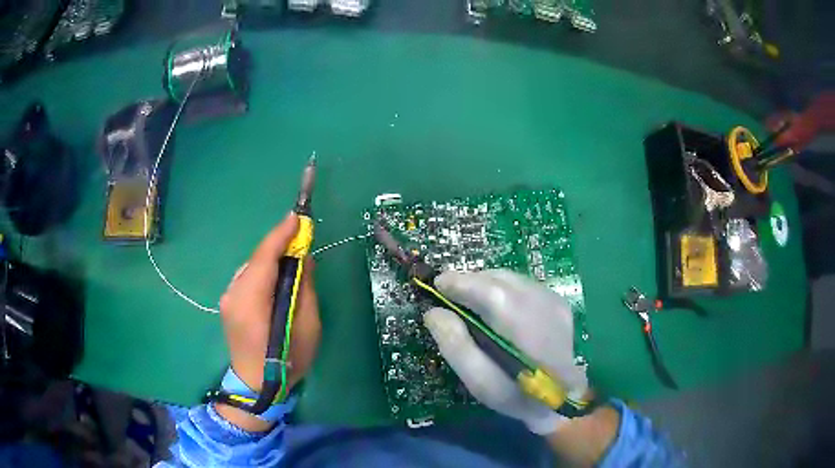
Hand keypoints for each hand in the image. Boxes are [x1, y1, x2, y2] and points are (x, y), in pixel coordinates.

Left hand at [216, 214, 320, 429]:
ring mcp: (228, 297)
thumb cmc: (287, 360)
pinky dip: (263, 271)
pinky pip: (248, 277)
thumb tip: (303, 258)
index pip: (265, 256)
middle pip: (257, 258)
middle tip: (302, 238)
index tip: (299, 216)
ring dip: (272, 258)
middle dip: (279, 245)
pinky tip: (276, 279)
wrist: (256, 386)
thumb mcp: (307, 326)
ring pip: (252, 266)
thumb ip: (303, 287)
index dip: (281, 234)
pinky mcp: (228, 302)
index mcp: (252, 300)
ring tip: (292, 259)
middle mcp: (234, 293)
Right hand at [423, 269, 587, 434]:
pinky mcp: (558, 301)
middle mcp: (542, 304)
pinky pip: (522, 284)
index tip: (437, 284)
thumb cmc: (517, 395)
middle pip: (498, 279)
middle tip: (450, 296)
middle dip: (470, 282)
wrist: (562, 398)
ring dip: (486, 284)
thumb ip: (456, 346)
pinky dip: (503, 289)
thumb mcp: (480, 382)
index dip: (460, 282)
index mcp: (524, 327)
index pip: (489, 291)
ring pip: (511, 278)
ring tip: (471, 302)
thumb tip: (433, 313)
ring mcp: (553, 300)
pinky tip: (497, 309)